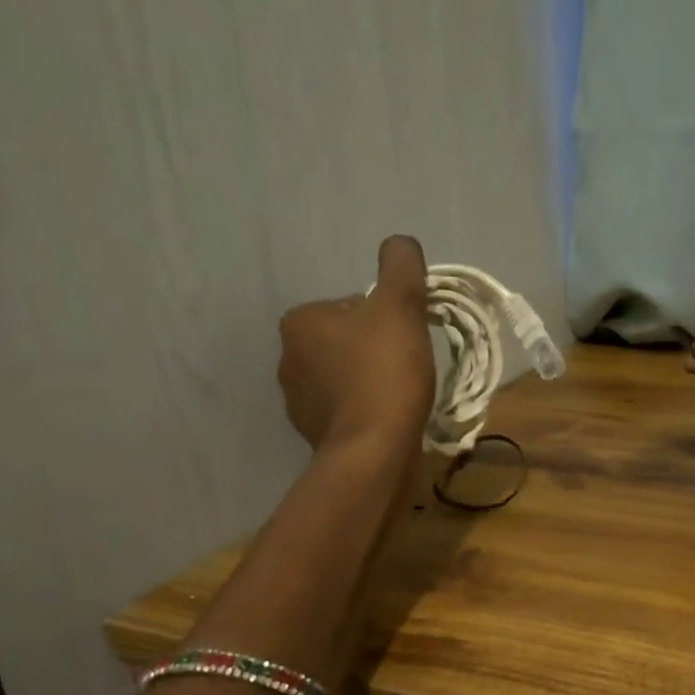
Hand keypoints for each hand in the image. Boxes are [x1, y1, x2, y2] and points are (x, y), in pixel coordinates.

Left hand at [278, 236, 433, 453]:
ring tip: (399, 397)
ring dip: (370, 382)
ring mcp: (297, 401)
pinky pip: (346, 409)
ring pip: (346, 376)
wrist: (373, 451)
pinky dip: (365, 410)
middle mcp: (288, 358)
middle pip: (348, 341)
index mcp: (300, 321)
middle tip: (407, 369)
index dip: (388, 319)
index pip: (353, 306)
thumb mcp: (400, 306)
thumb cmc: (384, 373)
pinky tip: (387, 420)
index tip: (406, 340)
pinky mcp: (312, 434)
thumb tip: (399, 244)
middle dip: (377, 351)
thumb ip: (400, 265)